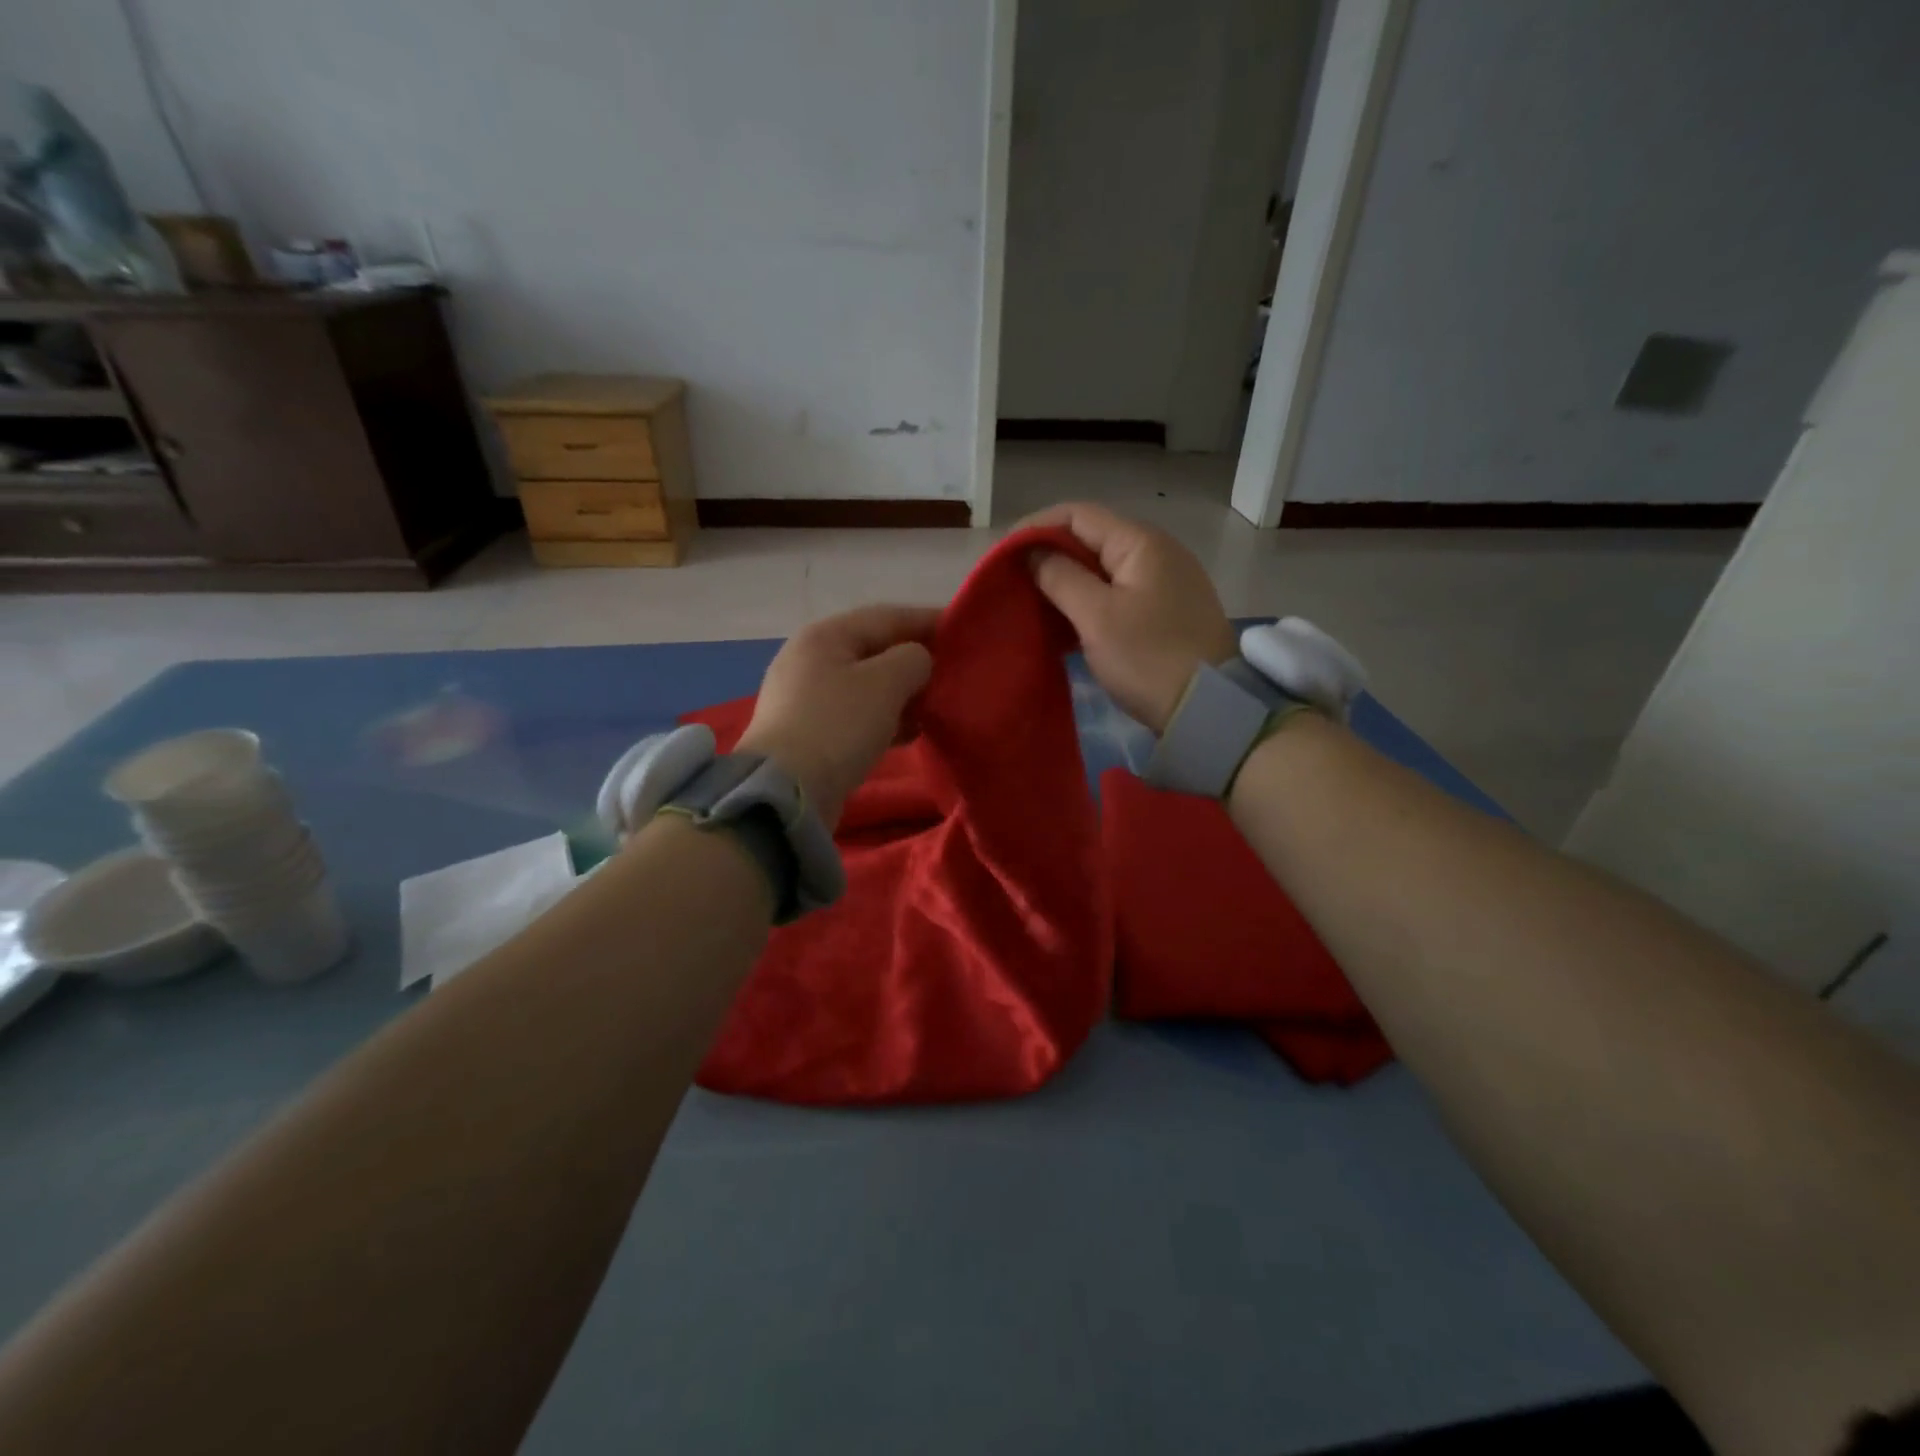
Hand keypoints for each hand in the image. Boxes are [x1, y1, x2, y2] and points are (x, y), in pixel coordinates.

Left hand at [737, 604, 936, 826]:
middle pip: (875, 651)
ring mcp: (806, 698)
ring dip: (903, 694)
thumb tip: (918, 661)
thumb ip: (914, 659)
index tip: (964, 632)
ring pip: (867, 686)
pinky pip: (857, 715)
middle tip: (954, 674)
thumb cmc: (839, 725)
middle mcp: (810, 659)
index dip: (928, 621)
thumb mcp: (886, 682)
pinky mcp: (810, 733)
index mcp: (825, 635)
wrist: (788, 791)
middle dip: (916, 661)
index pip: (887, 616)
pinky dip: (885, 719)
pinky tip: (911, 733)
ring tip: (937, 706)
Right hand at [1022, 502, 1234, 732]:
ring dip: (1067, 580)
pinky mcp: (1166, 611)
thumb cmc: (1148, 657)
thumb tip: (1033, 553)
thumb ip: (1060, 577)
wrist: (1208, 708)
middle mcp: (1157, 552)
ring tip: (1033, 600)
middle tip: (1013, 580)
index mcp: (1141, 542)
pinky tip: (1066, 620)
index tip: (1003, 555)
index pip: (1078, 514)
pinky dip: (1089, 600)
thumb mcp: (1096, 616)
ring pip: (1103, 568)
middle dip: (1049, 554)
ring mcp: (1165, 582)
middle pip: (1092, 538)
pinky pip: (1118, 593)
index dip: (1036, 527)